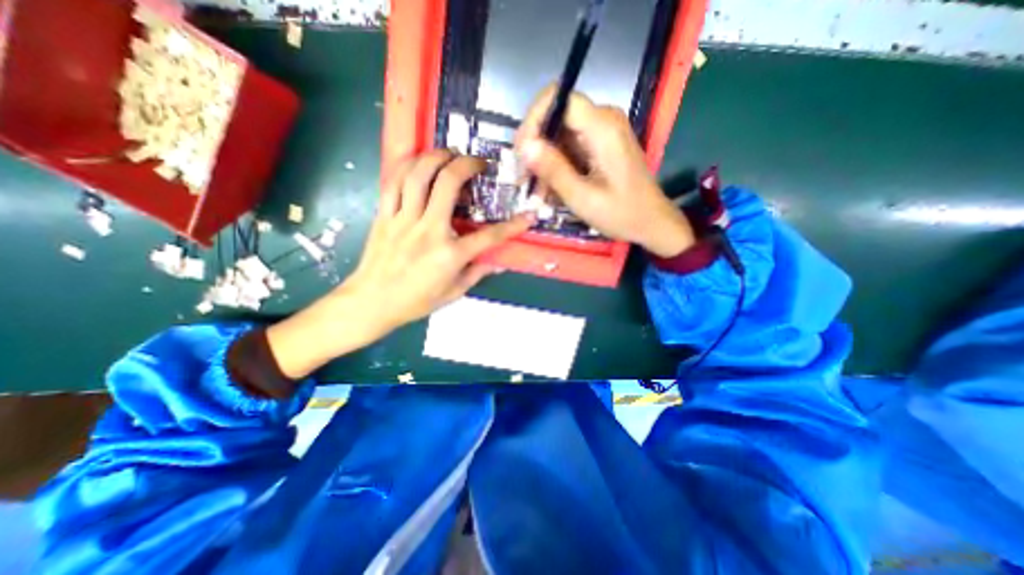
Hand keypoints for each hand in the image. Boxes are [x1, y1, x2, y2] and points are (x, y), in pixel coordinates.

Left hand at [346, 150, 535, 329]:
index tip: (528, 215)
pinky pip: (394, 182)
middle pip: (448, 184)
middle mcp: (428, 231)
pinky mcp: (384, 215)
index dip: (513, 226)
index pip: (489, 236)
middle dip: (467, 165)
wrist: (371, 302)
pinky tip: (419, 162)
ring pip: (418, 175)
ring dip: (436, 156)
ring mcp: (403, 220)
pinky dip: (408, 166)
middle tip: (478, 162)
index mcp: (449, 255)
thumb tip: (498, 261)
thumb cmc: (415, 302)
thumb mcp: (453, 293)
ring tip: (449, 153)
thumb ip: (477, 273)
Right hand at [516, 86, 691, 255]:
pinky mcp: (600, 144)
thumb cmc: (621, 213)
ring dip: (544, 161)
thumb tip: (525, 146)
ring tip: (538, 191)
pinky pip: (569, 146)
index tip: (522, 152)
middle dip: (535, 146)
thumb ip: (554, 169)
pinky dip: (557, 166)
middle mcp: (603, 120)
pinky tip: (551, 189)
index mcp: (602, 127)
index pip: (558, 97)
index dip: (534, 119)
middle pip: (556, 116)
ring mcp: (602, 132)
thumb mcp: (582, 197)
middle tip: (525, 179)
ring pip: (560, 134)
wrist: (651, 222)